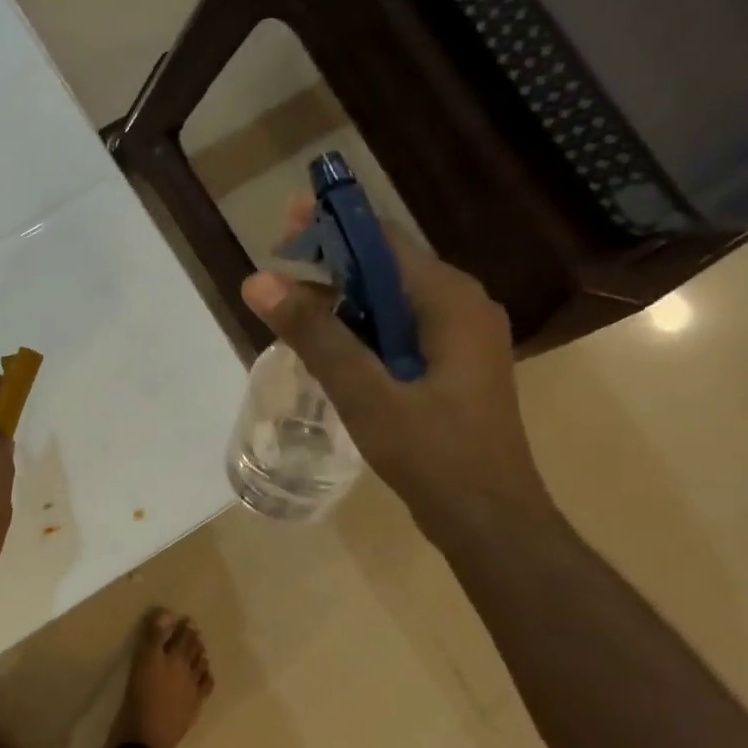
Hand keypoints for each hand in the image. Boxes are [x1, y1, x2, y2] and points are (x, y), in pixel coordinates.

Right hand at [241, 209, 552, 543]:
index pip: (383, 240)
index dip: (331, 227)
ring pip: (390, 302)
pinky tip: (328, 351)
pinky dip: (361, 331)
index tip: (281, 229)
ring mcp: (461, 338)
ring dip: (342, 302)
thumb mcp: (364, 391)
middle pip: (386, 267)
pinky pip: (399, 331)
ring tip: (290, 316)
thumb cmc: (431, 452)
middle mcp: (462, 306)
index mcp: (450, 300)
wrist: (489, 520)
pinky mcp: (452, 366)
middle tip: (274, 279)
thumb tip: (258, 280)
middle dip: (330, 266)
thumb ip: (314, 334)